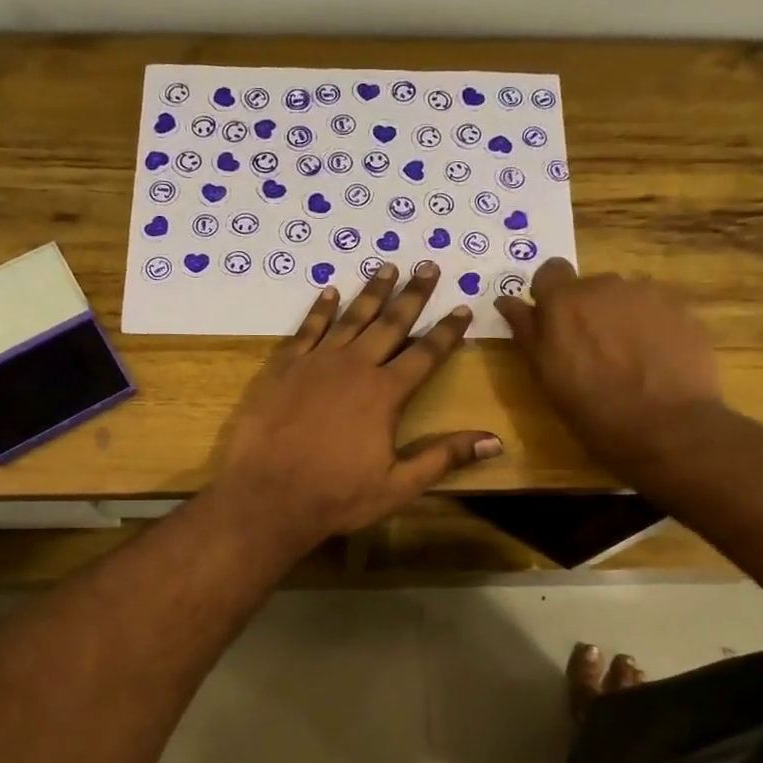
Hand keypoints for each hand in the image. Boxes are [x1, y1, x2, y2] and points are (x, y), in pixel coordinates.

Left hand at [213, 262, 502, 550]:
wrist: (267, 496)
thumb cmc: (336, 496)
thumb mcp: (398, 485)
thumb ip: (444, 457)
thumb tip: (495, 441)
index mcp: (385, 393)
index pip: (425, 354)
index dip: (447, 331)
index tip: (462, 307)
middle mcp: (354, 367)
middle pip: (390, 323)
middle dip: (413, 295)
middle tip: (429, 266)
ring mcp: (315, 363)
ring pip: (350, 318)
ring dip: (372, 292)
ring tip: (387, 267)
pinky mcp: (283, 367)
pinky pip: (306, 329)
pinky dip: (320, 309)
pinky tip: (330, 292)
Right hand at [495, 259, 722, 472]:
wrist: (668, 427)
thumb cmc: (594, 410)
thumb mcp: (547, 377)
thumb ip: (526, 331)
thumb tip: (505, 300)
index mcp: (564, 301)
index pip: (549, 272)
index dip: (550, 295)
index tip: (554, 323)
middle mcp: (604, 285)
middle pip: (589, 287)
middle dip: (587, 311)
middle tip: (592, 352)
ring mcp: (647, 293)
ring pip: (624, 297)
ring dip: (620, 318)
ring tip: (628, 358)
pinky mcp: (681, 308)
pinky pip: (656, 308)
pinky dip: (651, 326)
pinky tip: (655, 359)